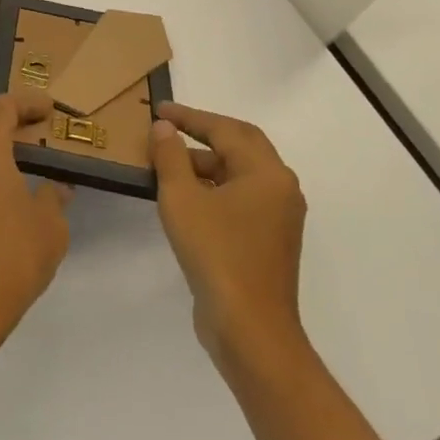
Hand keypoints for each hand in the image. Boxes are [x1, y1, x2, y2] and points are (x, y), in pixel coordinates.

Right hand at [150, 102, 307, 374]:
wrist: (249, 329)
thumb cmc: (216, 254)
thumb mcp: (182, 199)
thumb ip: (170, 157)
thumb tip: (164, 128)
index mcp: (267, 173)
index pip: (226, 129)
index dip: (190, 117)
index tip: (159, 110)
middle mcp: (280, 189)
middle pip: (241, 145)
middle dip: (203, 133)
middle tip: (168, 128)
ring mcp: (278, 218)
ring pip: (240, 174)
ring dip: (205, 163)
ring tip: (167, 164)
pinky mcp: (268, 241)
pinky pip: (240, 198)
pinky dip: (213, 188)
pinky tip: (185, 197)